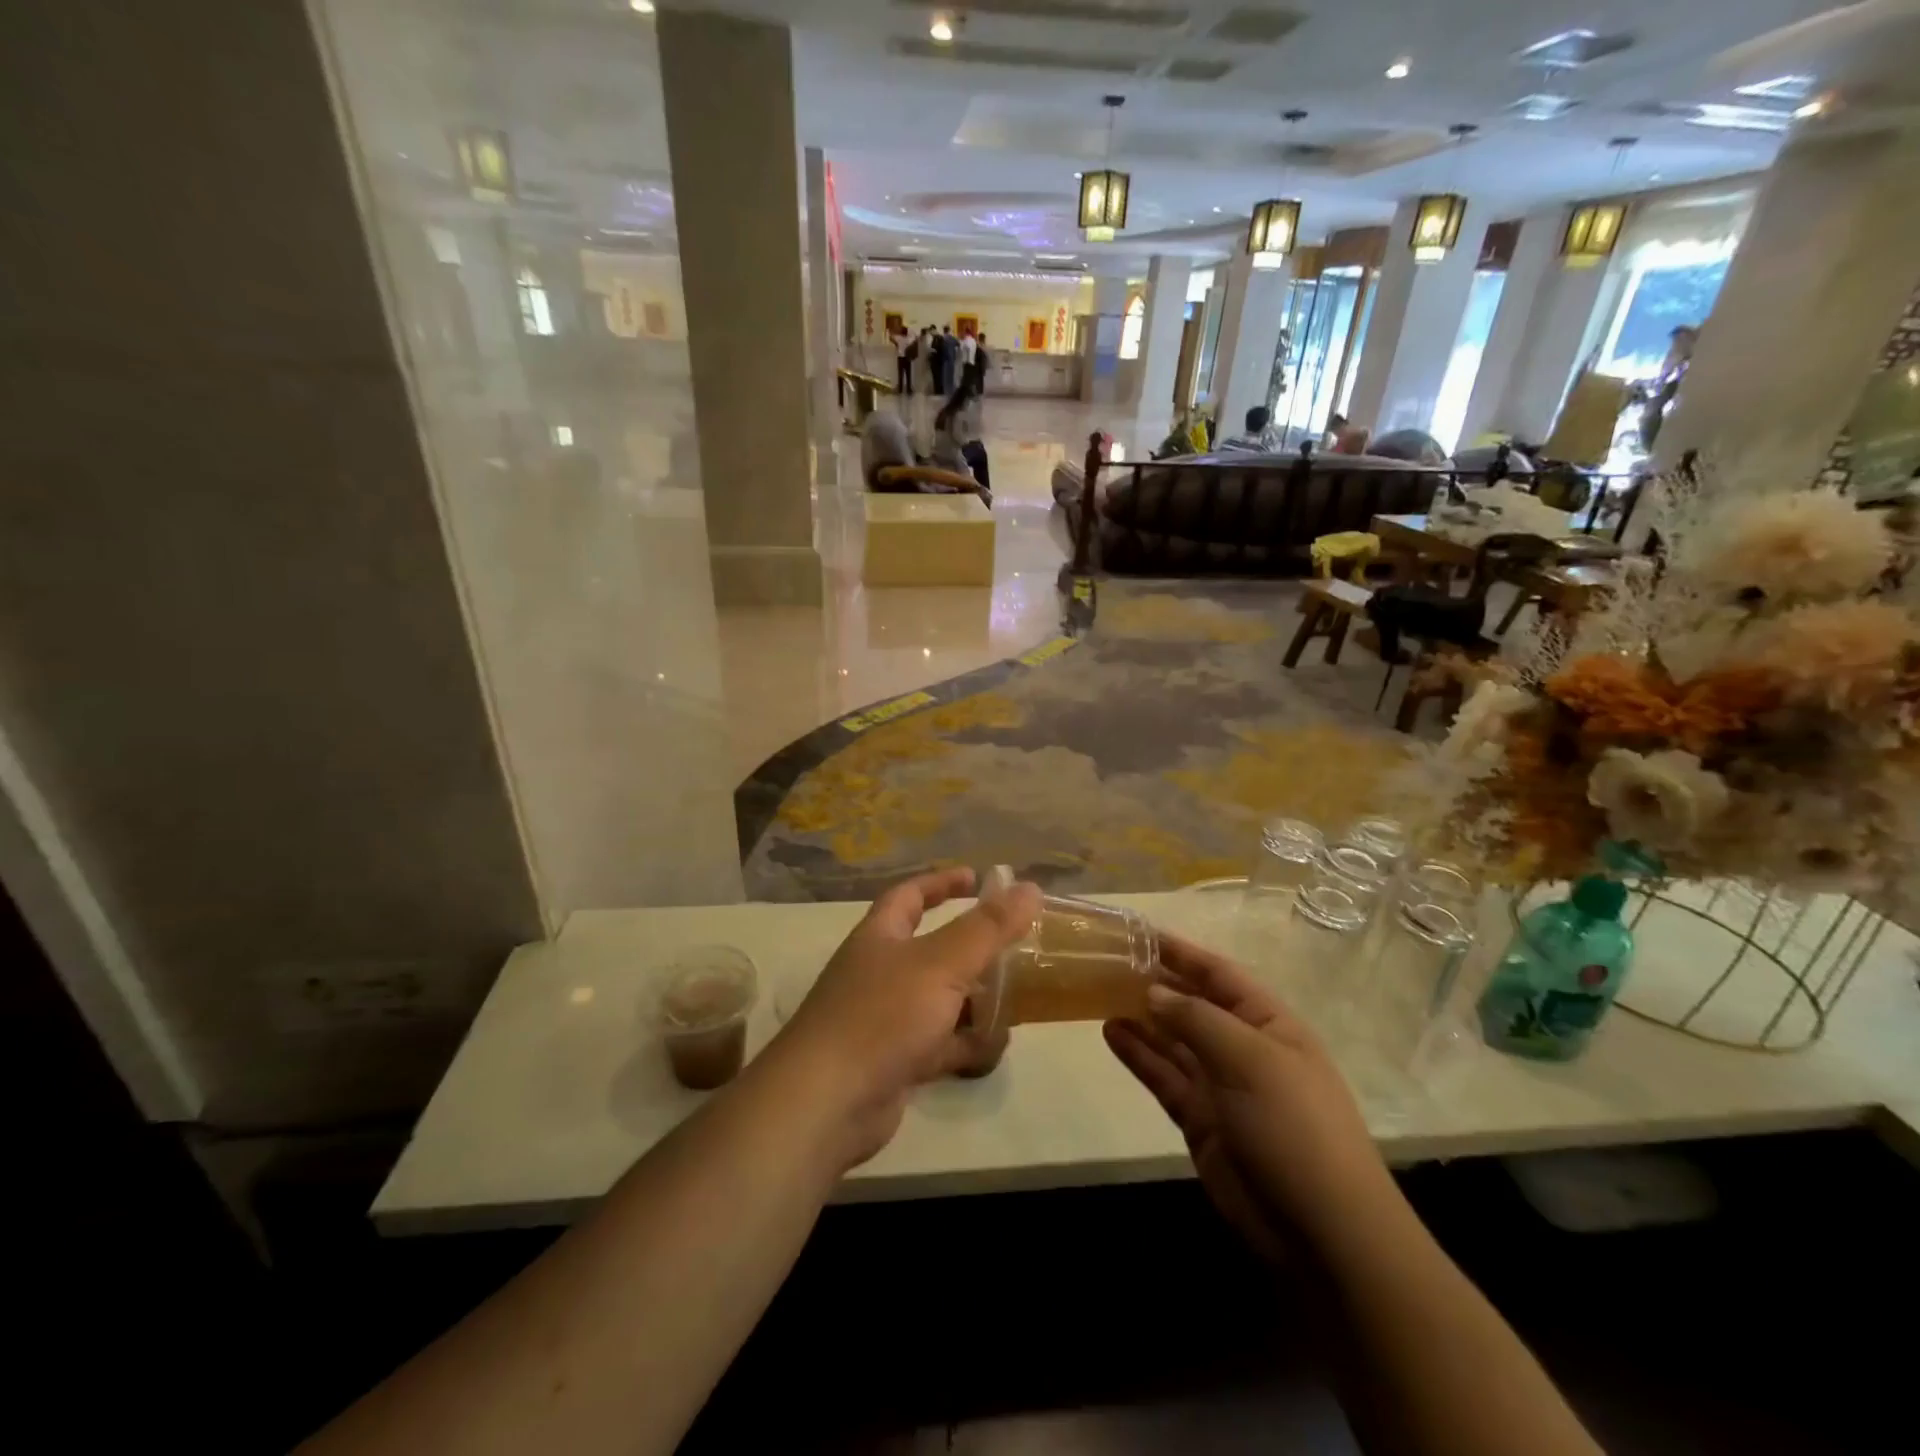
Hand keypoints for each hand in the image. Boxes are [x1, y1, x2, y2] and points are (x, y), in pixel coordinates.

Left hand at [775, 867, 1039, 1170]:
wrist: (827, 1103)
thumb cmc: (882, 1016)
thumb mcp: (941, 963)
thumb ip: (988, 927)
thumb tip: (1030, 887)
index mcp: (879, 937)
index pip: (909, 895)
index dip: (942, 882)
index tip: (978, 878)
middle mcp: (878, 972)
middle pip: (929, 949)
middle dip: (969, 947)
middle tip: (1012, 944)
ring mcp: (884, 1019)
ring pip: (937, 999)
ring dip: (972, 998)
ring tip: (1015, 996)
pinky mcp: (893, 1062)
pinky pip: (937, 1043)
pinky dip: (964, 1043)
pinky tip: (994, 1046)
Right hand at [1104, 934, 1394, 1260]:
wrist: (1321, 1232)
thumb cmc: (1294, 1126)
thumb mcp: (1250, 1059)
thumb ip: (1197, 1019)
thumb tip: (1152, 991)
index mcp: (1270, 1023)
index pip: (1219, 974)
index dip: (1181, 952)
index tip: (1138, 932)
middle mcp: (1244, 1047)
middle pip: (1193, 1004)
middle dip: (1155, 983)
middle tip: (1106, 962)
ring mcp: (1220, 1084)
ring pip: (1173, 1039)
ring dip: (1141, 1016)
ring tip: (1098, 992)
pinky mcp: (1200, 1118)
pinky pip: (1164, 1075)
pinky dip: (1138, 1054)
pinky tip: (1110, 1032)